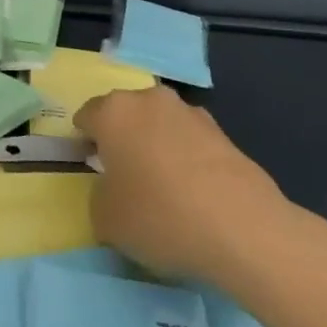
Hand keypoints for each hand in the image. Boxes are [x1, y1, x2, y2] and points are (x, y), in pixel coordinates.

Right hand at [76, 85, 291, 283]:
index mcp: (113, 111)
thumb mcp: (106, 220)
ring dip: (156, 147)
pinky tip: (194, 196)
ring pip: (160, 126)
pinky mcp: (223, 133)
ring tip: (164, 190)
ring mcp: (189, 112)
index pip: (86, 116)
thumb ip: (99, 196)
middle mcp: (149, 99)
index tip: (91, 172)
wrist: (242, 227)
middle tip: (125, 179)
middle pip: (125, 115)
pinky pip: (190, 143)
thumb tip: (114, 188)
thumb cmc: (159, 216)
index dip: (84, 143)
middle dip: (122, 140)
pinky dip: (186, 161)